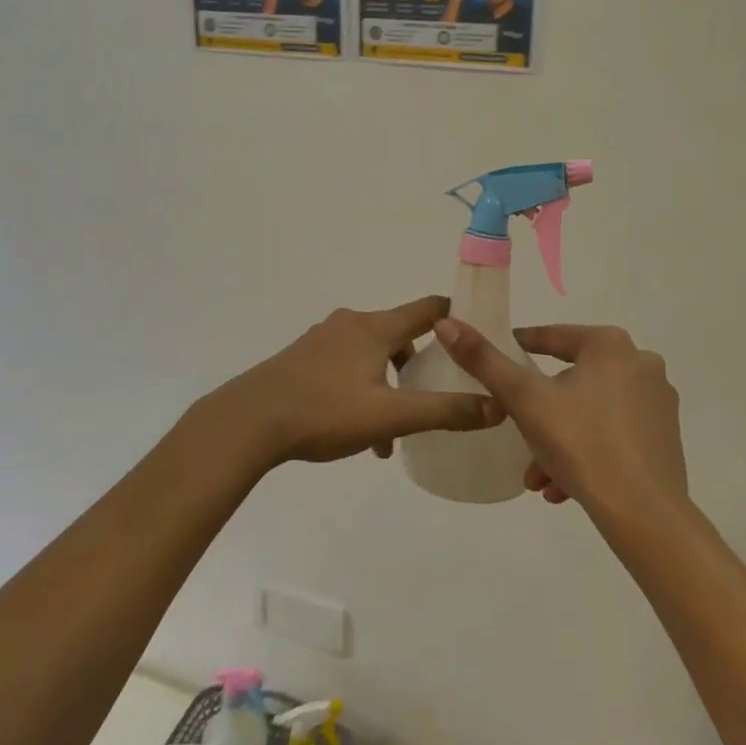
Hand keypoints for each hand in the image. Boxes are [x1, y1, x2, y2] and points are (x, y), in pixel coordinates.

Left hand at [197, 298, 501, 471]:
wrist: (248, 421)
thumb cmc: (324, 412)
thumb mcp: (389, 417)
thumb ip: (444, 412)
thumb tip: (496, 406)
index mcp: (374, 328)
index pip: (428, 309)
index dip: (457, 318)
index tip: (479, 334)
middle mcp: (350, 324)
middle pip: (400, 334)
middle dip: (420, 365)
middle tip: (437, 396)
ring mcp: (322, 340)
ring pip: (371, 356)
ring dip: (390, 386)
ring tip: (393, 434)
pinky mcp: (302, 359)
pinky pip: (346, 367)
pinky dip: (363, 391)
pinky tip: (359, 435)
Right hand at [434, 320, 686, 517]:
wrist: (644, 513)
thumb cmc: (581, 444)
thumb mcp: (524, 400)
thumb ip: (484, 360)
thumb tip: (446, 323)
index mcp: (610, 345)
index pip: (550, 337)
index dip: (516, 350)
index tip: (491, 369)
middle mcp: (640, 364)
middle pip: (569, 379)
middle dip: (537, 412)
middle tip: (513, 433)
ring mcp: (657, 401)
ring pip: (589, 411)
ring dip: (556, 440)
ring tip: (535, 477)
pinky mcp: (664, 437)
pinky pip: (612, 434)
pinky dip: (584, 453)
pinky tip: (562, 488)